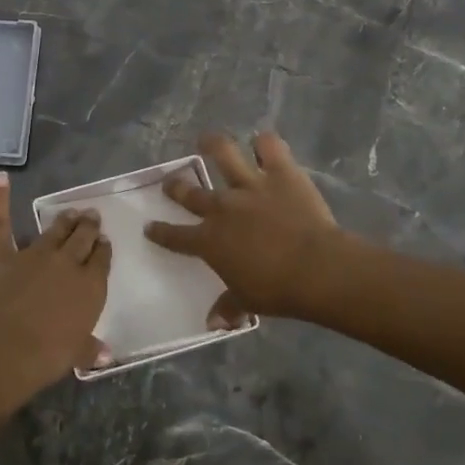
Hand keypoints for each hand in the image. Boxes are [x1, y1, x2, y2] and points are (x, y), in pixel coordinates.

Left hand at [0, 173, 111, 417]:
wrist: (4, 350)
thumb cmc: (46, 357)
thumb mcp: (76, 355)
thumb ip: (91, 349)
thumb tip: (108, 355)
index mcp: (90, 286)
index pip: (101, 260)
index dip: (103, 250)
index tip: (104, 242)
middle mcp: (66, 263)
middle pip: (82, 238)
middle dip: (88, 226)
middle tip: (91, 216)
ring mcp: (33, 253)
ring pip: (54, 229)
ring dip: (64, 220)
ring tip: (71, 211)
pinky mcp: (0, 253)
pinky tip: (0, 179)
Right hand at [145, 132, 341, 323]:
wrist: (315, 268)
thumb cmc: (277, 290)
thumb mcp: (247, 301)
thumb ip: (228, 307)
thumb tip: (213, 324)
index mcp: (209, 241)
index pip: (175, 236)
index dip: (160, 232)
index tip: (149, 226)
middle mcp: (222, 208)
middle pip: (190, 193)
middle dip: (176, 187)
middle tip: (170, 182)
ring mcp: (250, 186)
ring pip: (223, 155)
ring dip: (213, 145)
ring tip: (206, 140)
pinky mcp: (280, 173)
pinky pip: (270, 148)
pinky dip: (266, 143)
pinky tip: (264, 141)